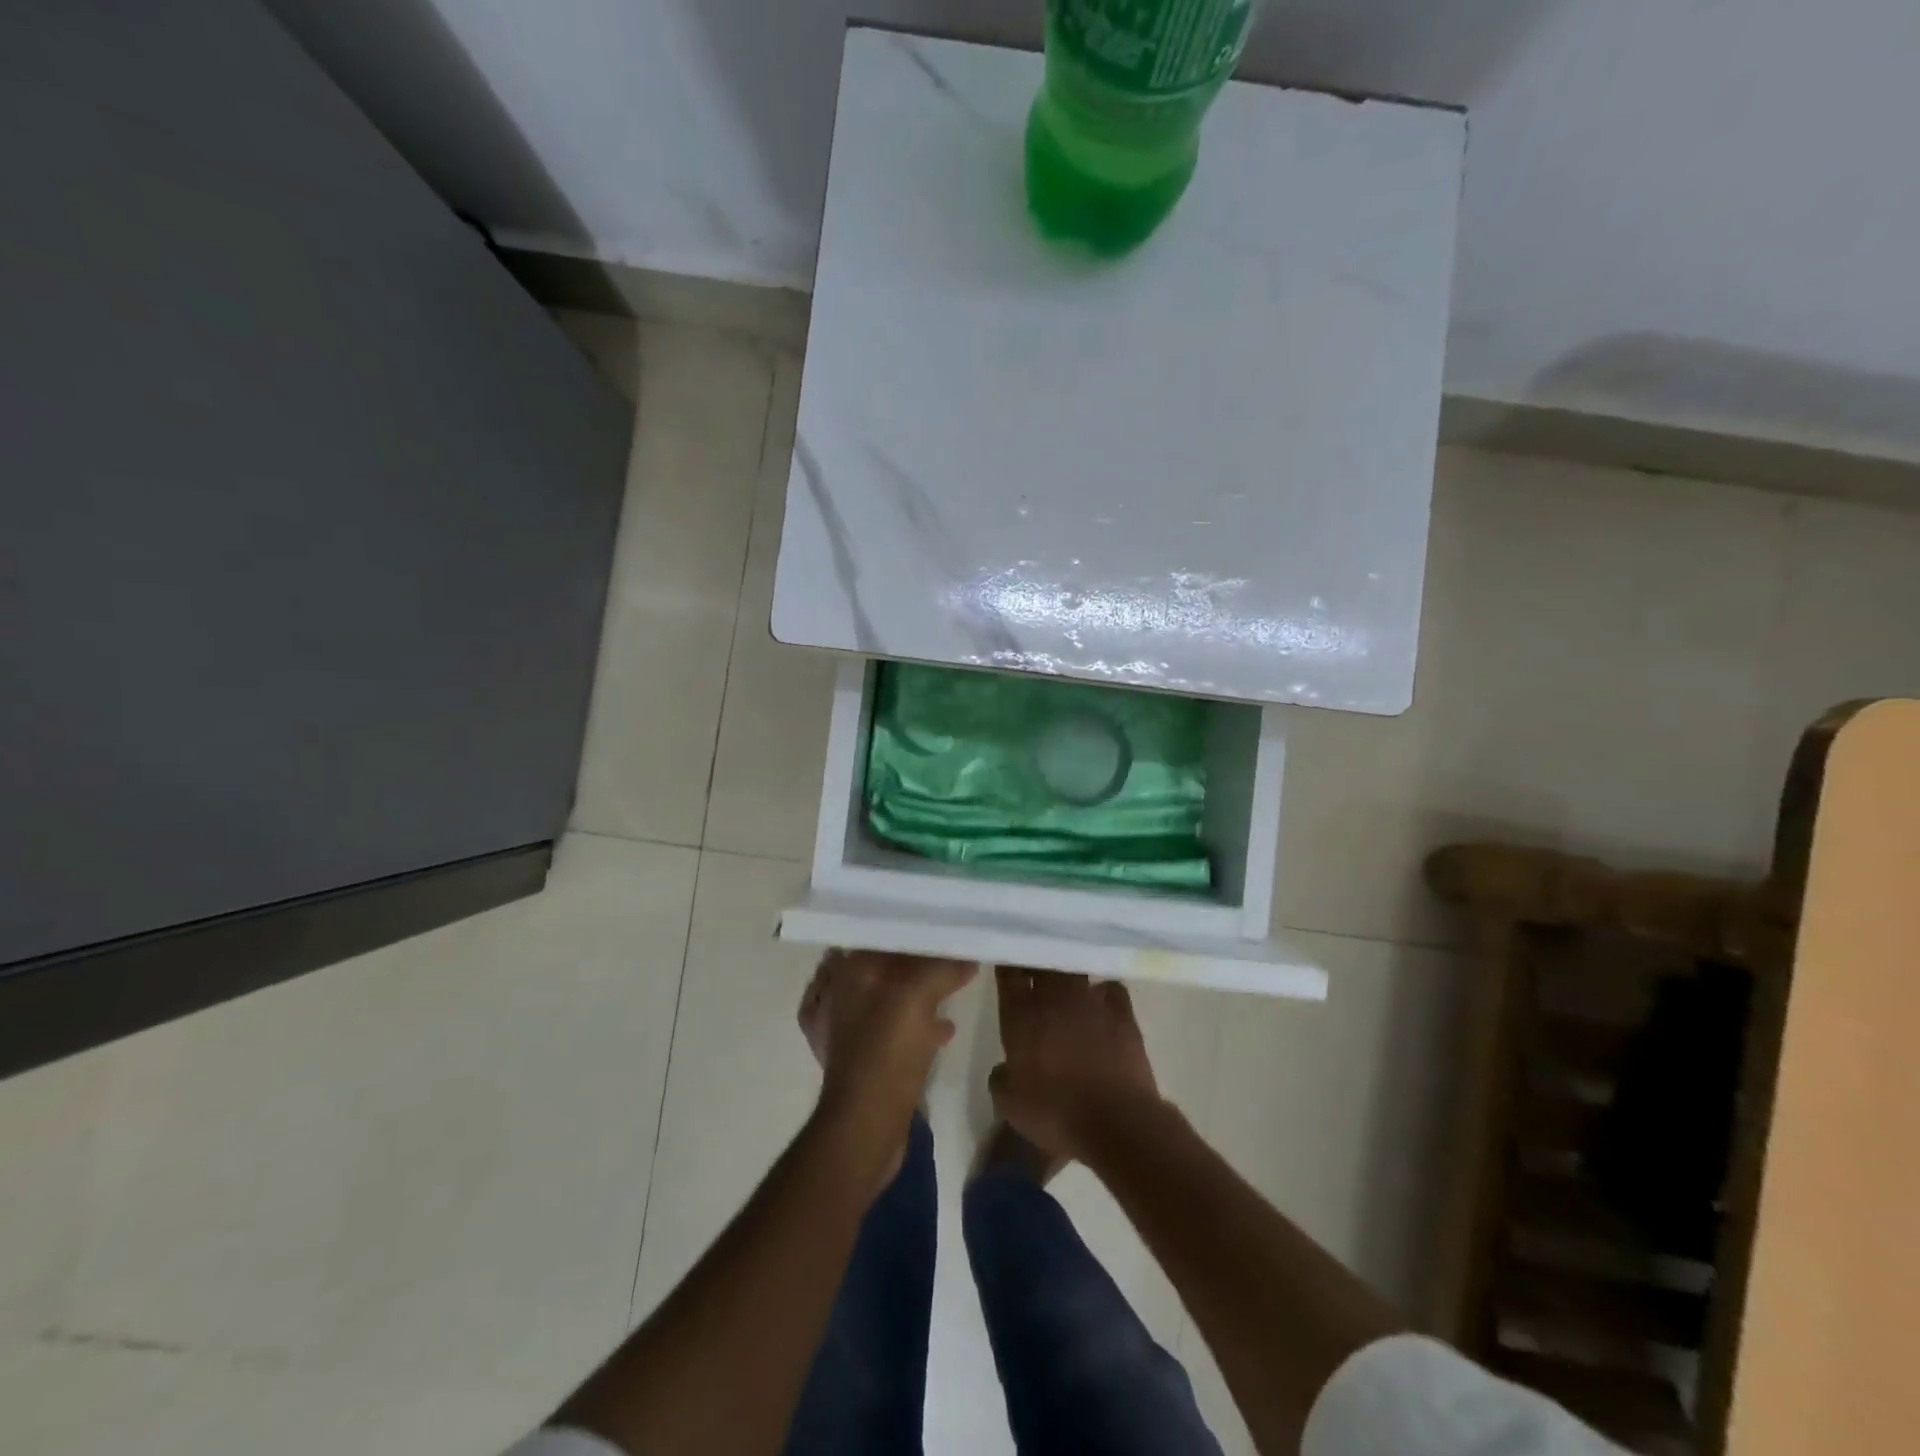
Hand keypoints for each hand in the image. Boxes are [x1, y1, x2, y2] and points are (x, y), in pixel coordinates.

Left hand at [802, 950, 975, 1185]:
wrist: (866, 1126)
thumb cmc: (886, 1052)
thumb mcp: (918, 998)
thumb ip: (943, 968)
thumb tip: (968, 955)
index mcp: (849, 972)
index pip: (883, 934)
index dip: (915, 928)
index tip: (947, 923)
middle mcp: (844, 993)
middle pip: (889, 964)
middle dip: (921, 959)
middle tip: (956, 950)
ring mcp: (851, 1027)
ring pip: (893, 995)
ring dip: (921, 990)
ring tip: (956, 982)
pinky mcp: (866, 1056)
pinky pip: (897, 1026)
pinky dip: (919, 1021)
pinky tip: (945, 1026)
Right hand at [990, 967, 1163, 1165]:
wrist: (1116, 1121)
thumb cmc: (1055, 1112)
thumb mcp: (1010, 1104)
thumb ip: (1001, 1078)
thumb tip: (1004, 1068)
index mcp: (1021, 1013)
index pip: (1009, 971)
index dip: (1007, 964)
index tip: (1008, 965)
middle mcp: (1054, 996)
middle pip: (1043, 961)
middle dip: (1038, 961)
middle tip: (1034, 971)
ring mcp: (1091, 1000)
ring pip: (1076, 970)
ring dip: (1069, 975)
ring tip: (1067, 987)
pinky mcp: (1122, 1012)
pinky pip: (1111, 989)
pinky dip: (1104, 993)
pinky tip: (1102, 1005)